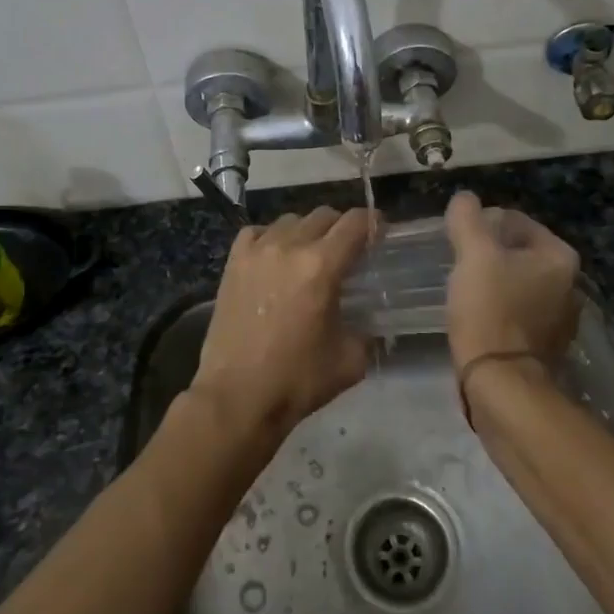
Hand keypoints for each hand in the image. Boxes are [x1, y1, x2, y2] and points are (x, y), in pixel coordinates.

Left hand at [192, 207, 373, 437]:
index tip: (380, 232)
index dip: (373, 223)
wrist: (237, 397)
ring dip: (307, 231)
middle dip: (342, 228)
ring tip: (310, 255)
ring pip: (290, 220)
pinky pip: (257, 232)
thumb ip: (367, 331)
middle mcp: (289, 247)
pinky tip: (275, 257)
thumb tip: (369, 322)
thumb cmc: (297, 381)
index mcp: (322, 266)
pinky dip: (272, 237)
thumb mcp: (350, 360)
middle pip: (324, 216)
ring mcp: (256, 252)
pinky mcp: (233, 263)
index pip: (355, 223)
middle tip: (348, 250)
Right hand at [444, 191, 580, 371]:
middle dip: (487, 253)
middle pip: (517, 251)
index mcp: (560, 257)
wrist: (500, 383)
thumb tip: (465, 198)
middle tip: (457, 262)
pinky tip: (475, 315)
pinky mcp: (544, 344)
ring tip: (462, 289)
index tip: (457, 239)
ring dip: (491, 280)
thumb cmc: (490, 310)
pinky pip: (516, 311)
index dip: (482, 224)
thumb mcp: (473, 255)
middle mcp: (569, 284)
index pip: (516, 221)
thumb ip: (467, 219)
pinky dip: (497, 307)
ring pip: (516, 282)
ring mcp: (560, 317)